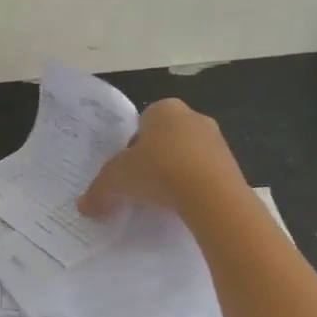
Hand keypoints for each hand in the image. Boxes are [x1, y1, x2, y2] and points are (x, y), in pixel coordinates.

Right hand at [77, 99, 246, 219]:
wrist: (211, 196)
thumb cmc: (158, 171)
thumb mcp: (117, 180)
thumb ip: (99, 190)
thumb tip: (83, 207)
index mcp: (164, 109)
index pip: (142, 122)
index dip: (132, 146)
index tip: (127, 169)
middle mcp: (193, 117)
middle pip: (166, 138)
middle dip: (155, 158)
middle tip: (141, 184)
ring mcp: (217, 141)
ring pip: (187, 156)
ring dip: (176, 173)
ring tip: (163, 199)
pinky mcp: (233, 165)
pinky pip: (205, 174)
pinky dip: (194, 187)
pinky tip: (184, 205)